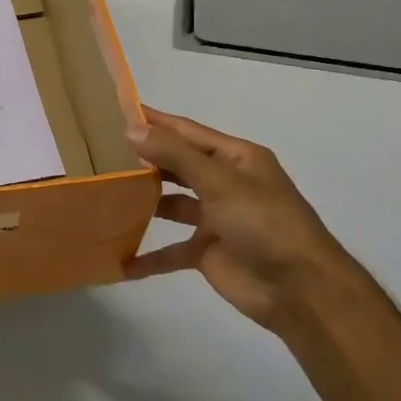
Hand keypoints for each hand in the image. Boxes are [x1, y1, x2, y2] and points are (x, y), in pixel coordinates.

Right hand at [124, 107, 345, 330]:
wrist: (299, 289)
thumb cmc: (264, 223)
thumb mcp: (220, 182)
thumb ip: (175, 155)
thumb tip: (132, 130)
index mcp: (236, 159)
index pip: (187, 132)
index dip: (156, 121)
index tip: (118, 111)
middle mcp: (225, 183)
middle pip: (178, 166)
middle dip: (145, 160)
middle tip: (101, 153)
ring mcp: (215, 219)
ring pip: (172, 205)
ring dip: (144, 203)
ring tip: (104, 196)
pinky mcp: (207, 252)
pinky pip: (171, 250)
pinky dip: (149, 257)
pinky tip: (120, 261)